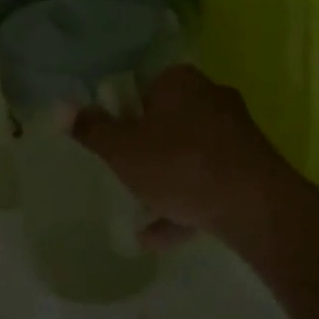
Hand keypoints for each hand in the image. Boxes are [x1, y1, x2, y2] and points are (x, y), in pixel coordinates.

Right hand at [71, 66, 294, 242]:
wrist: (257, 208)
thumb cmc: (180, 165)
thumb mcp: (122, 150)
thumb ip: (91, 129)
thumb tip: (60, 107)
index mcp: (179, 81)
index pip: (141, 87)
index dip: (123, 114)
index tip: (112, 142)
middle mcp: (210, 96)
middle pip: (166, 120)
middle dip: (146, 148)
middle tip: (125, 173)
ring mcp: (236, 132)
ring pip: (189, 153)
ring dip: (165, 181)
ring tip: (140, 213)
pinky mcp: (253, 166)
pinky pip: (210, 180)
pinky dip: (187, 203)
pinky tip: (162, 237)